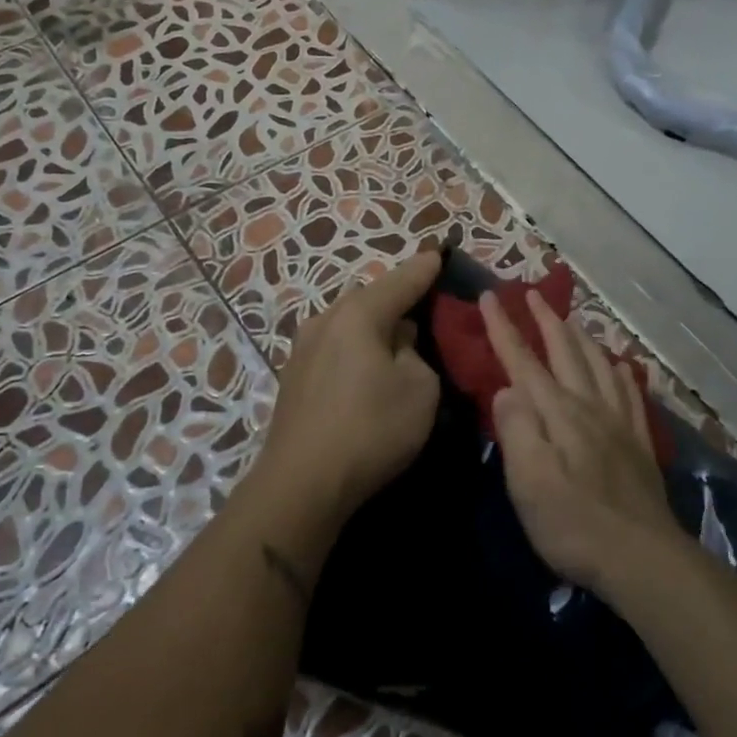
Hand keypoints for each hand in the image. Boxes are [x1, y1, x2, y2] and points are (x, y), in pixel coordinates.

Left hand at [260, 251, 443, 519]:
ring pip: (350, 323)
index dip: (426, 267)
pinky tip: (367, 367)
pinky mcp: (294, 375)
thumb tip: (399, 342)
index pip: (403, 279)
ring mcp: (303, 347)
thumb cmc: (371, 428)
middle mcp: (325, 319)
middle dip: (399, 297)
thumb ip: (416, 352)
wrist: (302, 483)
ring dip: (375, 325)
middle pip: (371, 297)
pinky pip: (336, 346)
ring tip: (399, 338)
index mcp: (359, 313)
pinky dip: (357, 348)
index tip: (442, 253)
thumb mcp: (420, 388)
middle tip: (427, 305)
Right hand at [480, 290, 684, 593]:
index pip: (524, 361)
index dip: (504, 328)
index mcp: (558, 413)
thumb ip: (516, 430)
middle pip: (566, 352)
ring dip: (581, 337)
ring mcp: (619, 423)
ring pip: (599, 364)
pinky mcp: (639, 443)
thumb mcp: (529, 482)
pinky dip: (621, 371)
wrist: (642, 558)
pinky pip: (631, 393)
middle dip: (546, 320)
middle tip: (532, 294)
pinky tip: (621, 366)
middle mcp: (589, 407)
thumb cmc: (573, 524)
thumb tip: (505, 389)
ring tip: (571, 320)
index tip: (489, 297)